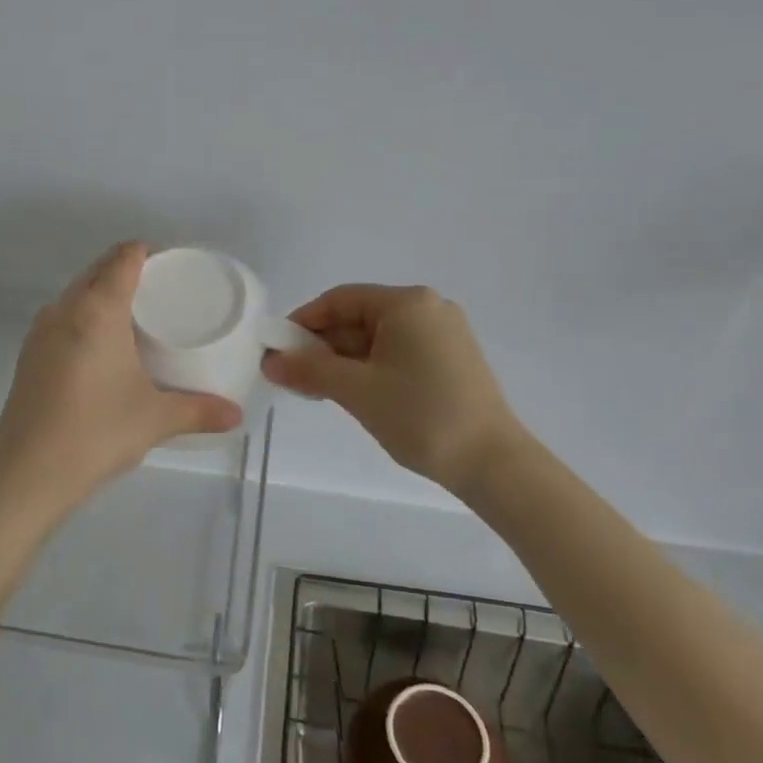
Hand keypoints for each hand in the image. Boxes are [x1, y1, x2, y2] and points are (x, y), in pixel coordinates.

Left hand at [0, 243, 242, 515]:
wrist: (27, 473)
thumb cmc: (97, 433)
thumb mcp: (156, 420)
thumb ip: (199, 411)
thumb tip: (236, 415)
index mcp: (97, 311)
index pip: (122, 259)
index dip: (146, 251)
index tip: (169, 260)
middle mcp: (64, 310)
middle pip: (96, 270)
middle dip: (125, 268)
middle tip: (159, 287)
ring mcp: (40, 332)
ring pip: (75, 294)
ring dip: (100, 292)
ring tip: (132, 314)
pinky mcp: (27, 355)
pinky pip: (61, 318)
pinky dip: (82, 316)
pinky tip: (99, 346)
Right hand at [262, 284, 527, 492]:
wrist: (493, 463)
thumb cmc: (420, 416)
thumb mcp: (356, 390)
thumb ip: (309, 370)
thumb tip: (270, 361)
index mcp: (407, 303)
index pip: (340, 299)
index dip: (304, 321)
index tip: (279, 349)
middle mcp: (429, 308)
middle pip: (359, 316)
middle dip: (323, 344)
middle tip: (295, 376)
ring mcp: (444, 334)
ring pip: (378, 337)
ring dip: (344, 359)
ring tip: (318, 390)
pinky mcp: (452, 359)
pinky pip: (399, 352)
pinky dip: (371, 367)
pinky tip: (354, 393)